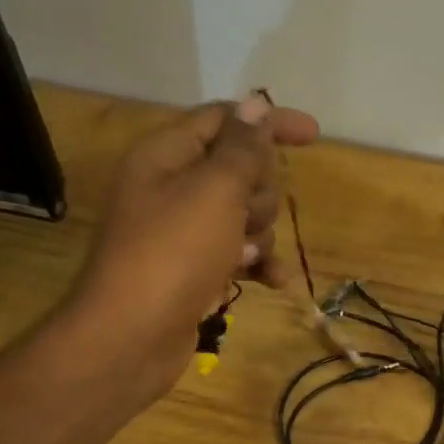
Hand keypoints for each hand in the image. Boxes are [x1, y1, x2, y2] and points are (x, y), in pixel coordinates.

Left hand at [69, 93, 319, 400]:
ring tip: (243, 254)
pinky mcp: (193, 269)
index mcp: (166, 155)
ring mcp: (182, 231)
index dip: (268, 122)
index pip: (224, 119)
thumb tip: (256, 104)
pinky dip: (256, 262)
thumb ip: (242, 146)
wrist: (130, 339)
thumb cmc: (173, 254)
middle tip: (248, 214)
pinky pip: (237, 252)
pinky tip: (274, 281)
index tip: (313, 136)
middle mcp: (171, 187)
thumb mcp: (214, 190)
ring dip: (259, 232)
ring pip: (244, 213)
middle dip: (259, 191)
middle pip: (239, 168)